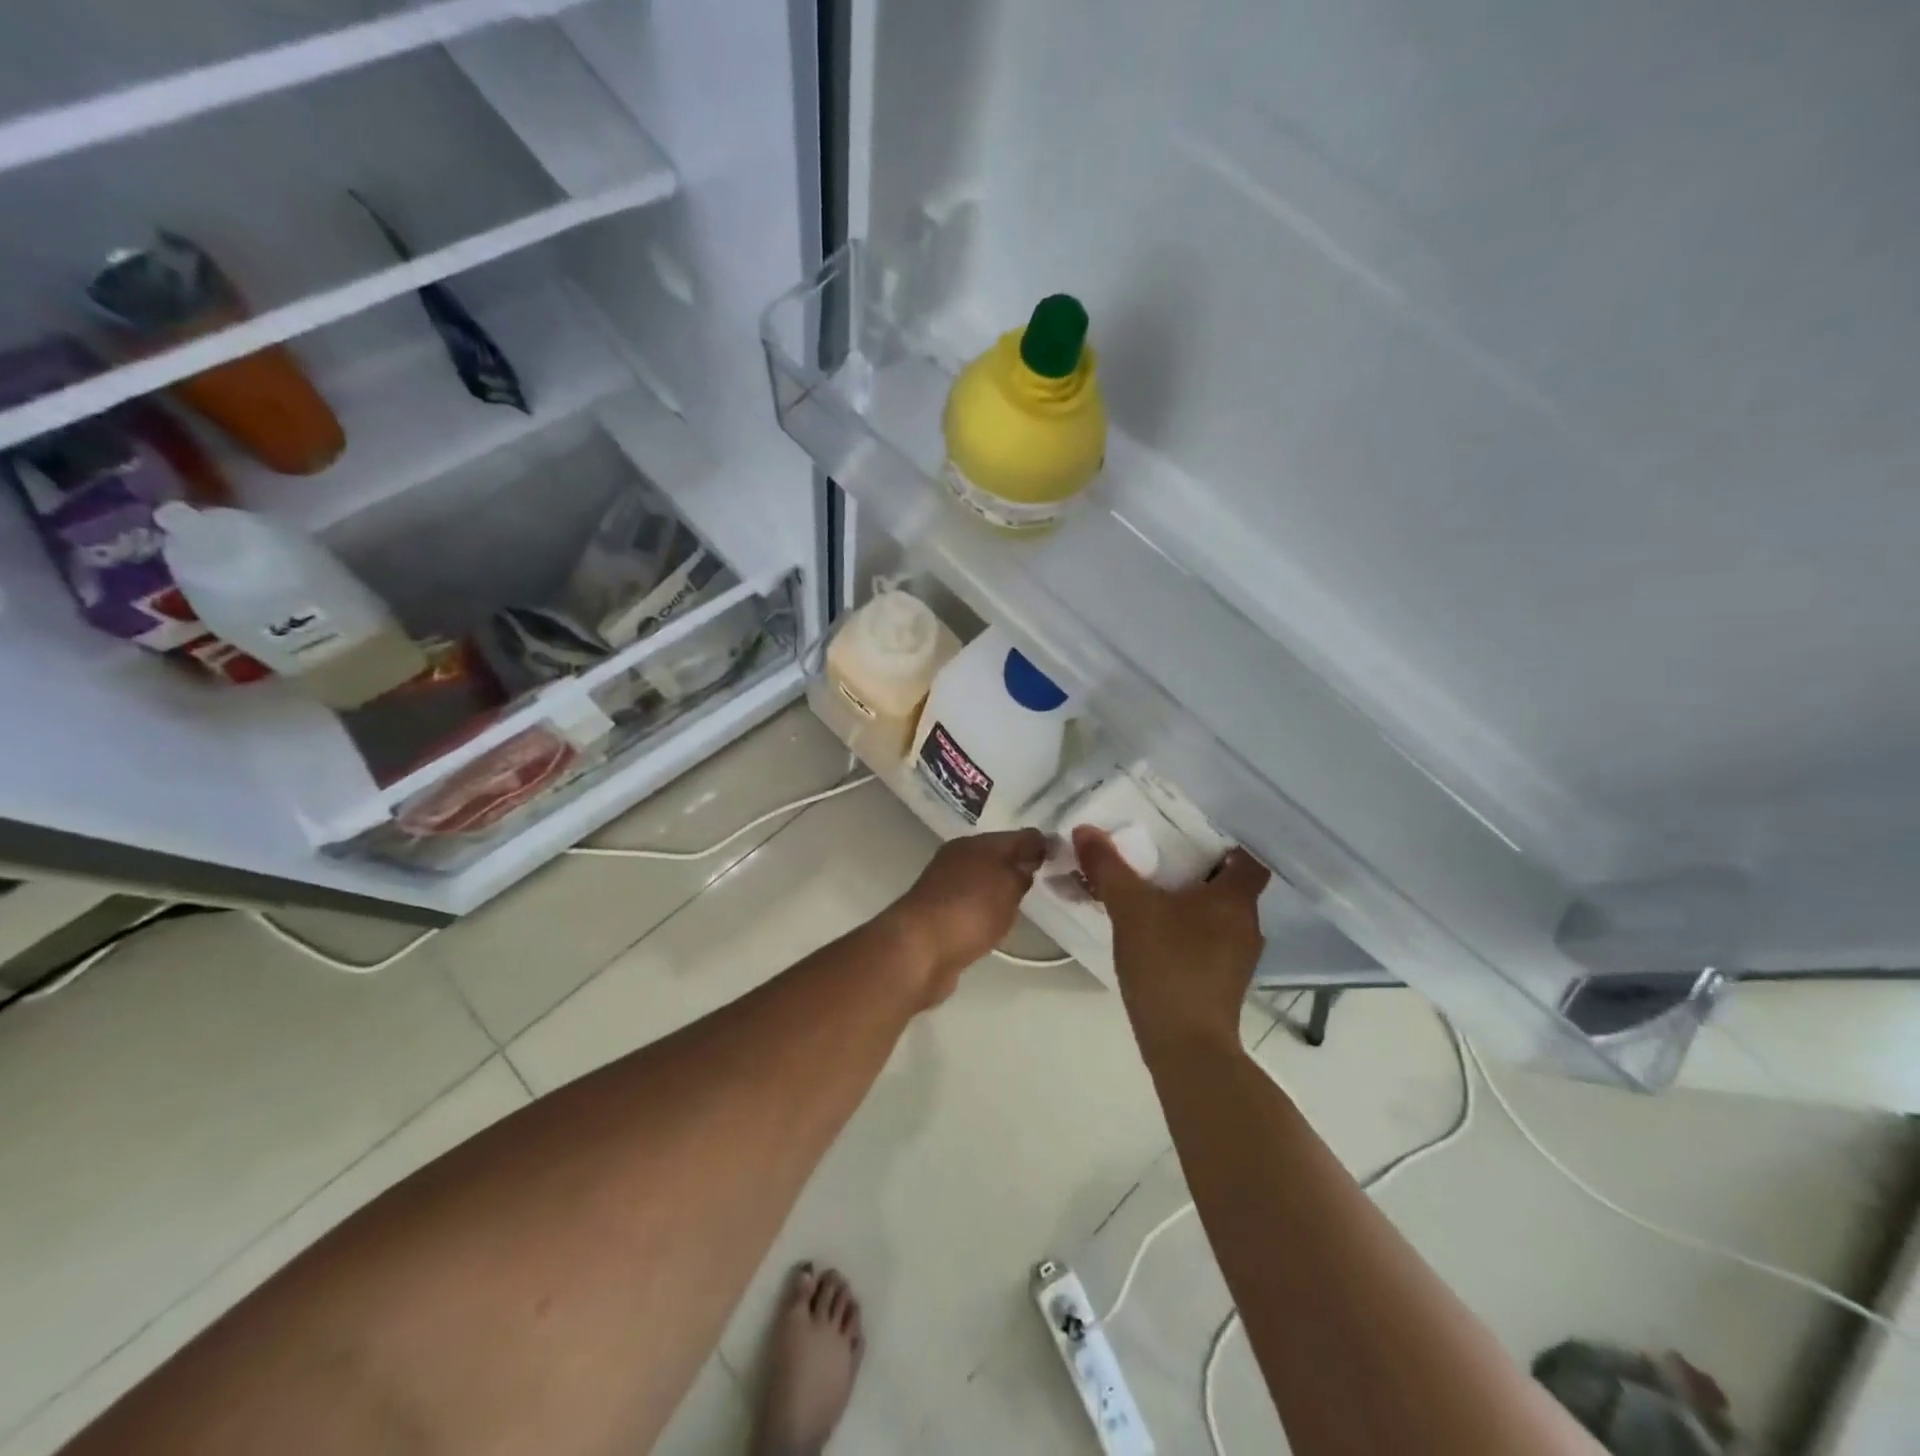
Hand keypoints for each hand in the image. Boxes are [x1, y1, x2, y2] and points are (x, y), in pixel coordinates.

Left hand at [885, 829, 1047, 1006]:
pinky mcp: (939, 916)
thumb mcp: (1008, 883)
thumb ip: (1023, 867)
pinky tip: (998, 922)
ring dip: (1002, 888)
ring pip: (984, 881)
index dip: (1041, 844)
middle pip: (997, 856)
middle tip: (1051, 878)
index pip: (1017, 836)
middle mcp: (957, 859)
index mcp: (974, 843)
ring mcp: (945, 888)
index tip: (1065, 856)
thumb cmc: (970, 909)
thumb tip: (1033, 854)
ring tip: (1028, 902)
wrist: (920, 950)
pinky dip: (987, 911)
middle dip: (1020, 864)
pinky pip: (973, 906)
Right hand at [1073, 826, 1269, 1049]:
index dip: (1226, 844)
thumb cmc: (1168, 964)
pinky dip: (1188, 934)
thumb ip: (1108, 867)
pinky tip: (1157, 937)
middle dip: (1198, 873)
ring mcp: (1239, 958)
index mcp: (1235, 899)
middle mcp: (1247, 925)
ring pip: (1218, 917)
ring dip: (1192, 905)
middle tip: (1161, 859)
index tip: (1193, 835)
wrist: (1185, 1045)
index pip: (1248, 859)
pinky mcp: (1224, 984)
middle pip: (1230, 887)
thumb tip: (1086, 830)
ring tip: (1153, 896)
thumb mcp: (1130, 908)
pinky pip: (1209, 943)